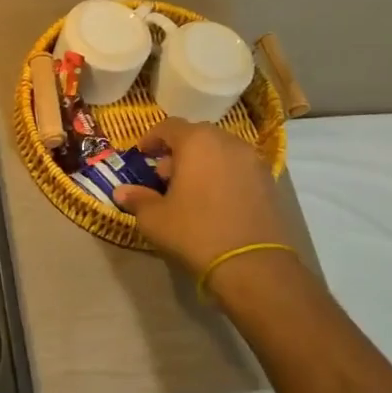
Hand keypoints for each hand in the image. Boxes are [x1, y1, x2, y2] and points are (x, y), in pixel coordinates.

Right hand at [113, 118, 292, 276]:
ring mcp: (253, 161)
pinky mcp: (270, 182)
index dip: (151, 138)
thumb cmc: (195, 232)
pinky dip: (223, 176)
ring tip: (191, 192)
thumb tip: (121, 192)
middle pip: (197, 136)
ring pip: (220, 152)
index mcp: (197, 141)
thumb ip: (137, 200)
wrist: (253, 265)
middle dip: (178, 152)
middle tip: (165, 177)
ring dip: (203, 164)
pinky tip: (216, 203)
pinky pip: (238, 169)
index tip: (142, 155)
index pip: (169, 126)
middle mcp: (228, 141)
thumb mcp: (155, 219)